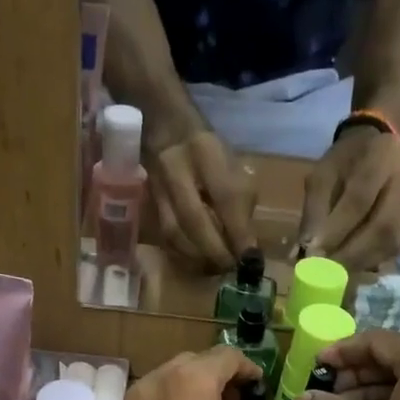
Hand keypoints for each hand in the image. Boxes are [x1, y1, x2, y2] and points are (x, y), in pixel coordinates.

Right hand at [150, 130, 256, 270]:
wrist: (165, 131)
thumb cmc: (209, 153)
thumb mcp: (233, 167)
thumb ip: (241, 203)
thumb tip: (246, 247)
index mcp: (205, 151)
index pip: (225, 196)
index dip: (238, 231)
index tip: (251, 259)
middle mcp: (176, 167)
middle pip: (194, 219)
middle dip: (216, 251)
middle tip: (232, 268)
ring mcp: (157, 187)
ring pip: (175, 233)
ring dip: (199, 258)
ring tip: (217, 268)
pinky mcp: (149, 205)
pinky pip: (165, 239)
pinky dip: (184, 256)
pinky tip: (198, 263)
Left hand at [298, 126, 399, 269]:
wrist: (378, 148)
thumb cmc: (345, 163)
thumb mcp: (322, 177)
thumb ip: (315, 212)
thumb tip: (309, 251)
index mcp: (382, 154)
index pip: (360, 199)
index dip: (338, 231)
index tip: (317, 255)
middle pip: (384, 225)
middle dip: (353, 254)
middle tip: (329, 273)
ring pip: (395, 240)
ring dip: (364, 262)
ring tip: (340, 273)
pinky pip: (399, 245)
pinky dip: (375, 259)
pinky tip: (356, 265)